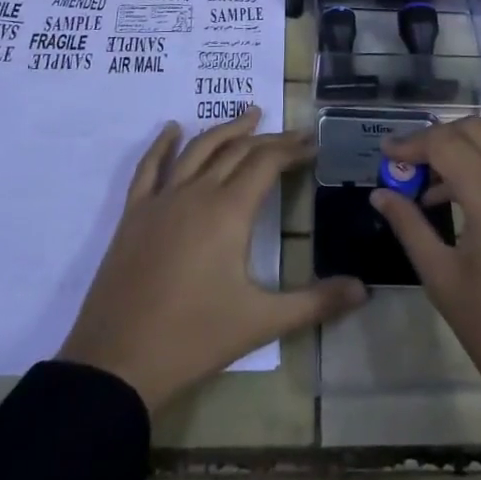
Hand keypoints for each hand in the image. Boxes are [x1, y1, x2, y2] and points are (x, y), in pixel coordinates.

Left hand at [57, 107, 366, 412]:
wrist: (116, 364)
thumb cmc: (194, 339)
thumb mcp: (261, 322)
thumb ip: (315, 303)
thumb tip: (364, 291)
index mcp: (229, 211)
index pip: (267, 162)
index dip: (292, 149)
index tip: (313, 144)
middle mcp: (196, 193)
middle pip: (237, 150)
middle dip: (269, 139)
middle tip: (294, 135)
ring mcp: (161, 200)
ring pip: (198, 150)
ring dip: (226, 129)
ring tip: (249, 115)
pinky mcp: (134, 215)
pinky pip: (149, 168)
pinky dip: (163, 144)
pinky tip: (172, 129)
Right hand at [367, 115, 480, 420]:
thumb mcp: (443, 278)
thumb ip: (410, 226)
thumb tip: (381, 194)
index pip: (444, 142)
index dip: (410, 143)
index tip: (383, 153)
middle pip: (472, 129)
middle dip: (435, 138)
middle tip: (404, 164)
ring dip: (457, 151)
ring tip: (422, 187)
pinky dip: (479, 167)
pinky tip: (454, 201)